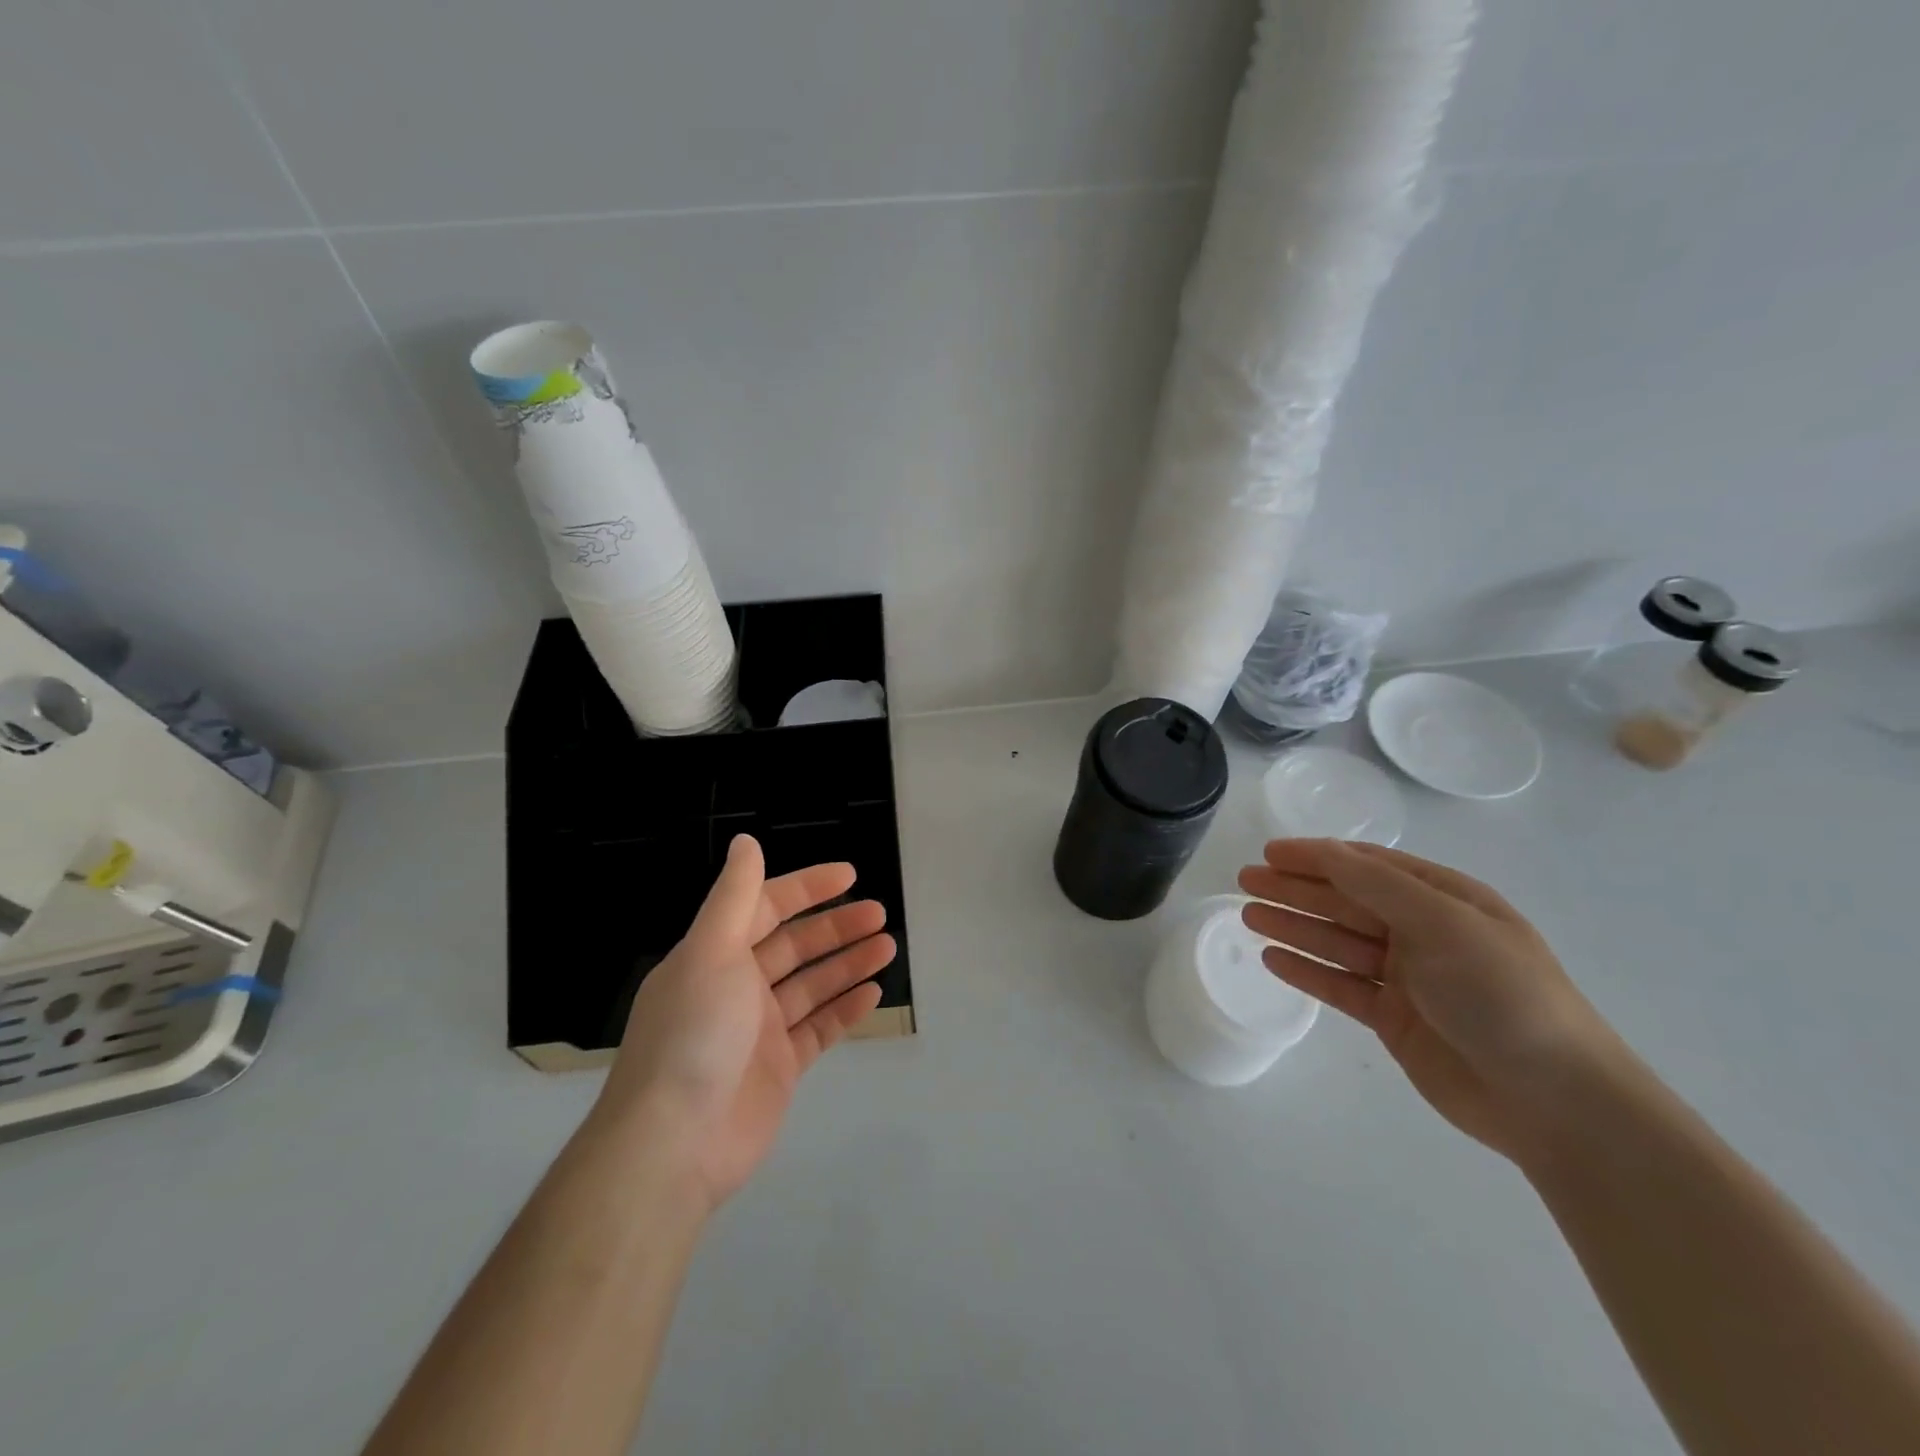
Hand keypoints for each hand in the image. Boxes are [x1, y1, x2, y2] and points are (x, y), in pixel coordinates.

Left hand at [600, 835, 895, 1210]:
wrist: (674, 1144)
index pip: (766, 907)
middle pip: (795, 946)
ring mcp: (759, 1030)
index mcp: (715, 955)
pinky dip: (845, 1009)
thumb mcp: (712, 951)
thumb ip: (735, 896)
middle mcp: (736, 987)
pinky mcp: (779, 1069)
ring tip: (888, 947)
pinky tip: (874, 993)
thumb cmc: (695, 1033)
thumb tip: (746, 841)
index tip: (850, 875)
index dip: (806, 888)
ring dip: (849, 963)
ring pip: (813, 985)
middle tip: (880, 915)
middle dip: (836, 927)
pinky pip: (819, 1029)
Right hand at [1239, 840, 1625, 1161]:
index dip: (1317, 856)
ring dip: (1293, 926)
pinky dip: (1307, 971)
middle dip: (1295, 888)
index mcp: (1444, 900)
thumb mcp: (1443, 924)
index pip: (1367, 867)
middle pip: (1345, 902)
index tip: (1270, 852)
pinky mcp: (1395, 1020)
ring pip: (1337, 942)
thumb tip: (1325, 851)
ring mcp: (1409, 978)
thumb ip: (1378, 885)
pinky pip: (1340, 985)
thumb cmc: (1503, 994)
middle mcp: (1424, 933)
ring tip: (1247, 916)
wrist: (1555, 1101)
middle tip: (1244, 881)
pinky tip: (1273, 958)